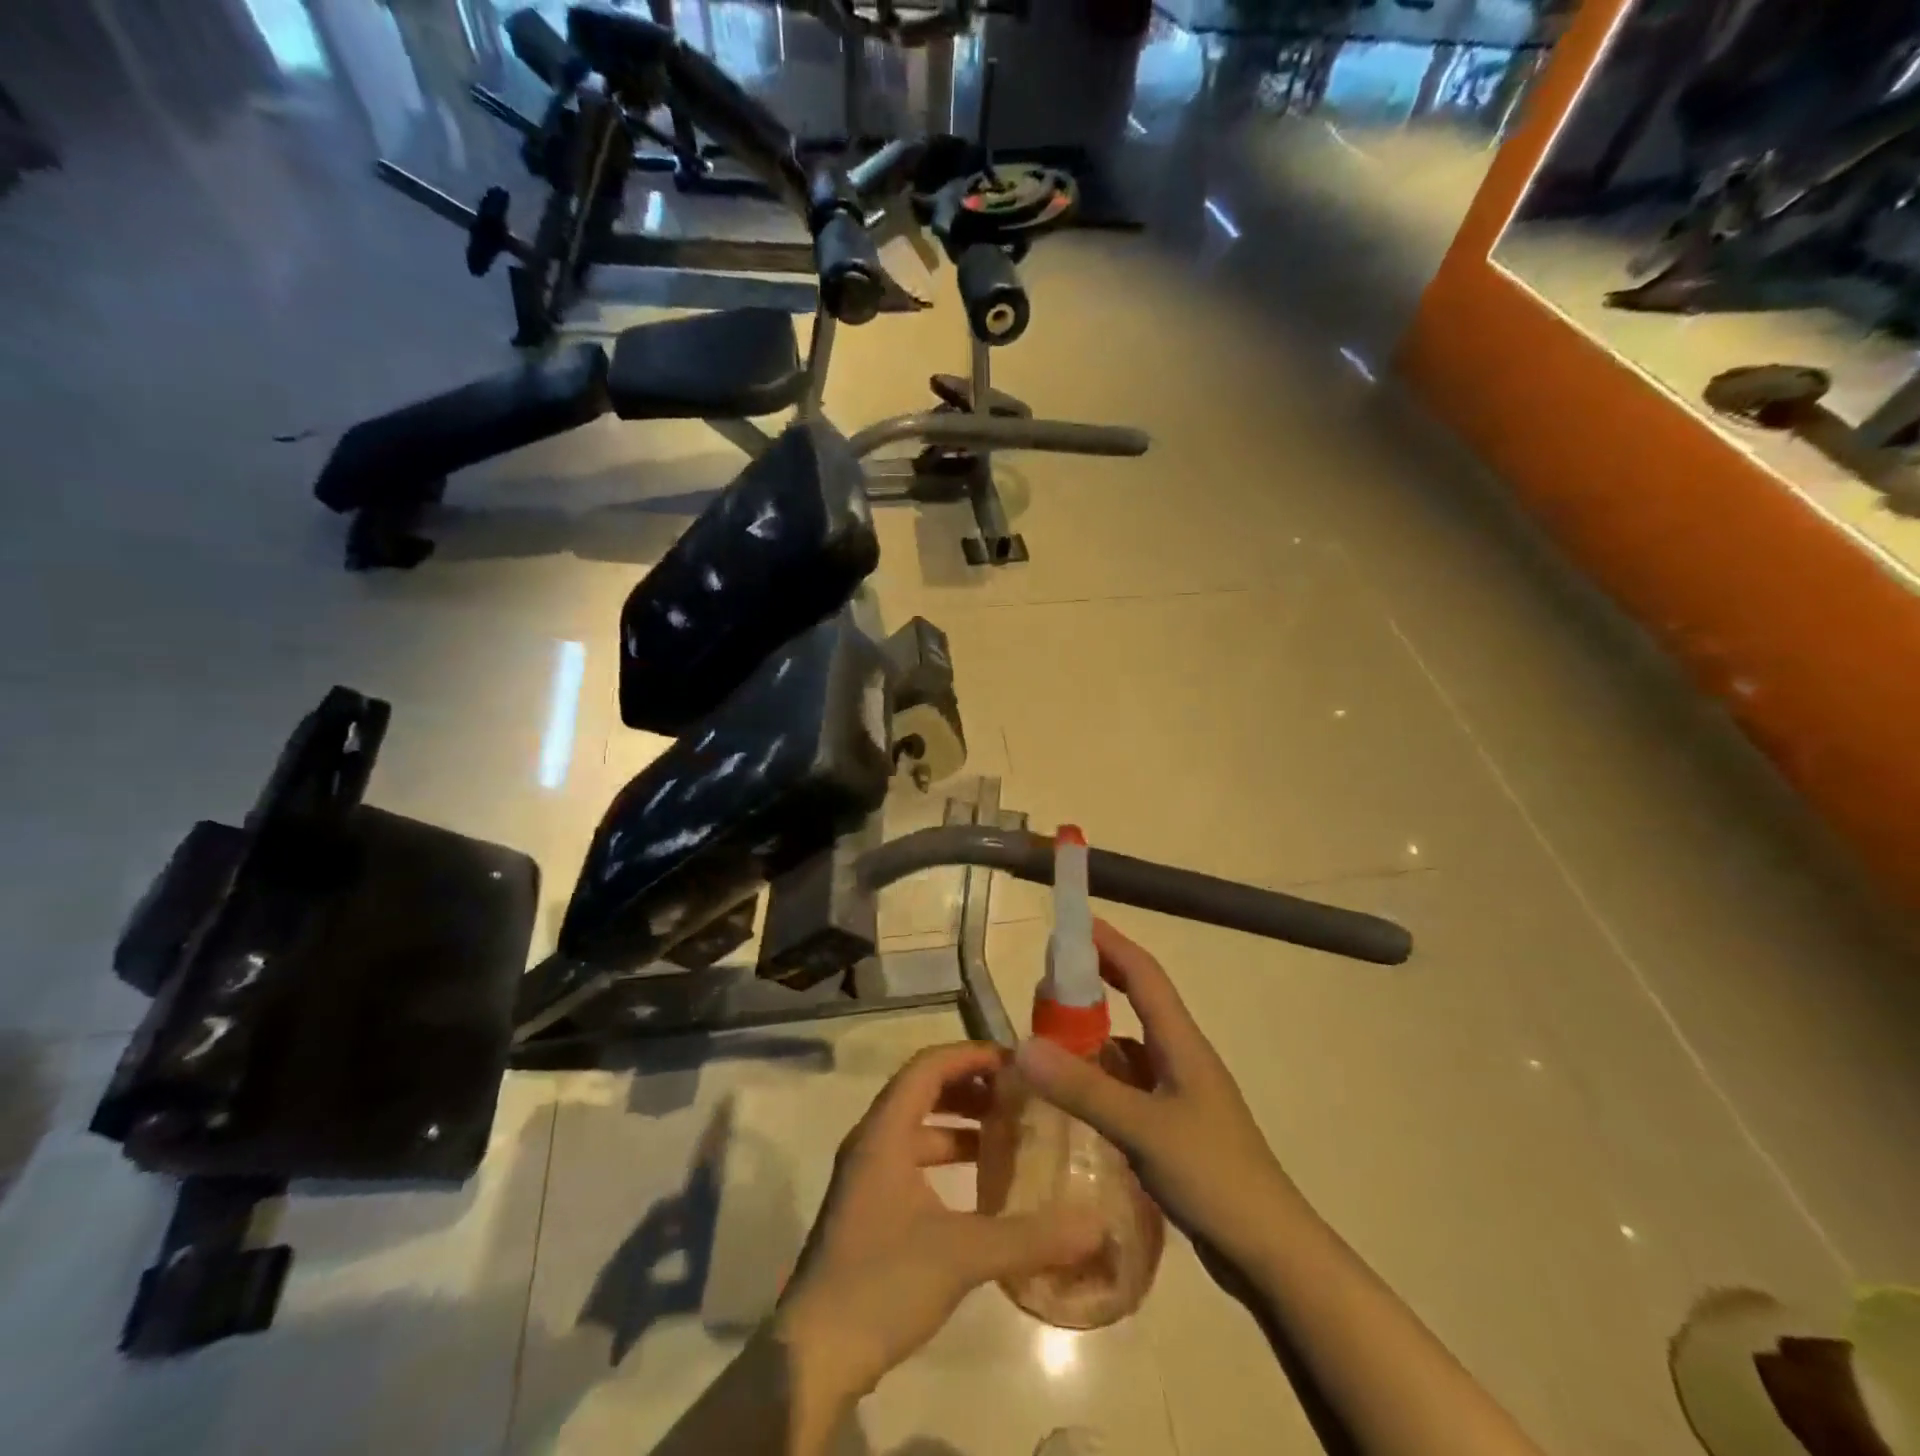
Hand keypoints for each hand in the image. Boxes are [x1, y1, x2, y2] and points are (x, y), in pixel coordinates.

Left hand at [773, 1043, 1104, 1434]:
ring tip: (1006, 1132)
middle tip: (1016, 1095)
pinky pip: (912, 1157)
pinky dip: (946, 1156)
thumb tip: (1095, 1224)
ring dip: (958, 1122)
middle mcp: (872, 1141)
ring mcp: (867, 1174)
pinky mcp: (870, 1205)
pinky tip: (980, 1184)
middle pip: (922, 1090)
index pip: (928, 1066)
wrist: (816, 1354)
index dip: (970, 1056)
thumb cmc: (882, 1282)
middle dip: (969, 1086)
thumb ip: (1029, 1237)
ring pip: (917, 1126)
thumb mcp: (962, 1255)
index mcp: (884, 1132)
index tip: (1015, 1064)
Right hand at [1014, 920, 1300, 1284]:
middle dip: (1098, 978)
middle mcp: (1181, 1056)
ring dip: (1095, 1029)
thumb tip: (1022, 1045)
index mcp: (1182, 1042)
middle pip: (1137, 999)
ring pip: (1131, 1044)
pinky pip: (1130, 1082)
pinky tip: (1076, 1091)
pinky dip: (1101, 1074)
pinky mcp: (1174, 1125)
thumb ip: (1083, 1088)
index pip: (1143, 974)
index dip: (1110, 943)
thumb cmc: (1214, 1177)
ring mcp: (1180, 1092)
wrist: (1271, 1253)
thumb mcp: (1143, 1129)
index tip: (1073, 922)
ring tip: (1050, 1032)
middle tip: (1049, 975)